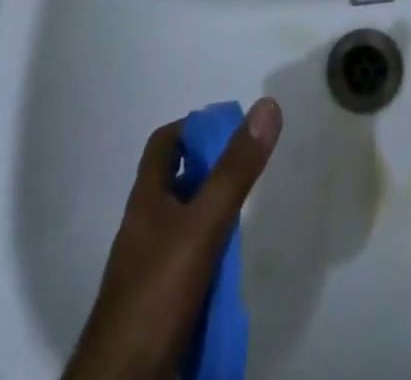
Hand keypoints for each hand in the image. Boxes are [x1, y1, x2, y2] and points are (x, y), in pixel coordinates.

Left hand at [63, 99, 282, 379]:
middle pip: (177, 182)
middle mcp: (144, 228)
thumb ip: (234, 171)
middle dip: (211, 171)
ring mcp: (148, 268)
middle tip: (247, 169)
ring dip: (212, 213)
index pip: (165, 143)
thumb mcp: (202, 225)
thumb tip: (266, 106)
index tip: (231, 128)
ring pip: (184, 223)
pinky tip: (231, 266)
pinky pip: (187, 263)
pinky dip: (210, 255)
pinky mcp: (158, 304)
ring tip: (247, 213)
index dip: (195, 127)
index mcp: (145, 200)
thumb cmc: (156, 294)